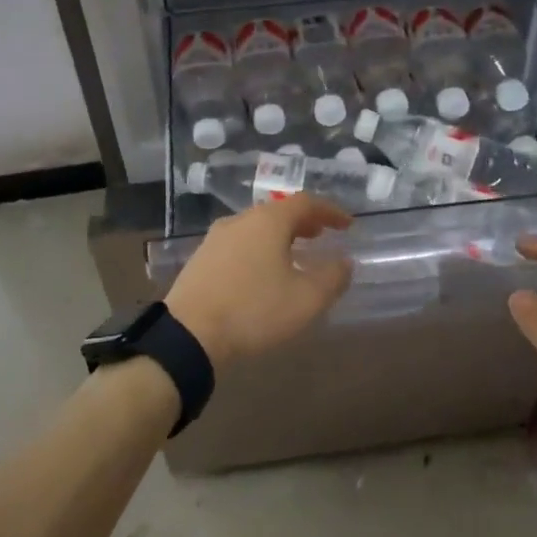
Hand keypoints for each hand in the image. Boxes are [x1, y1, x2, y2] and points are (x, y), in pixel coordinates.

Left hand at [164, 195, 352, 368]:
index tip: (347, 225)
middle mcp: (241, 220)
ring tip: (295, 253)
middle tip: (322, 234)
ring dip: (280, 235)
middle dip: (304, 221)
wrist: (189, 334)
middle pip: (279, 211)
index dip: (330, 211)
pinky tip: (262, 271)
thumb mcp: (306, 300)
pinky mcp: (201, 258)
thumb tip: (345, 262)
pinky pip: (240, 243)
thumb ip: (332, 278)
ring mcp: (217, 237)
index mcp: (269, 221)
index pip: (306, 202)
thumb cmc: (254, 310)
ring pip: (257, 227)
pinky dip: (259, 248)